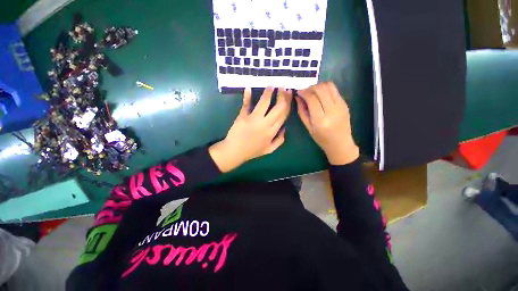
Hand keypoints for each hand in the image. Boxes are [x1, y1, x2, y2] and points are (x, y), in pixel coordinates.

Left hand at [209, 87, 292, 171]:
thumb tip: (285, 128)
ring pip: (264, 103)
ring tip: (271, 86)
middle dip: (282, 95)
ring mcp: (253, 119)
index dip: (288, 103)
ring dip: (268, 92)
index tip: (289, 94)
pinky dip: (247, 96)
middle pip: (278, 107)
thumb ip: (279, 140)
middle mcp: (265, 124)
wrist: (235, 152)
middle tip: (283, 87)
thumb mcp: (269, 150)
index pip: (284, 114)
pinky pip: (246, 104)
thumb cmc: (252, 151)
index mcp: (272, 132)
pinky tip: (248, 88)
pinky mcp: (243, 117)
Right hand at [296, 82, 358, 164]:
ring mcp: (340, 106)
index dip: (304, 92)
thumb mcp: (308, 127)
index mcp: (320, 120)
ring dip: (319, 85)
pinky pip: (334, 90)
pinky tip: (321, 95)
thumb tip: (298, 97)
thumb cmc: (321, 138)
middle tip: (305, 91)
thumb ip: (302, 111)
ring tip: (313, 91)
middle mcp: (332, 111)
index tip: (298, 92)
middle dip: (310, 87)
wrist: (341, 144)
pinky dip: (325, 89)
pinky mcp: (345, 103)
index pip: (312, 99)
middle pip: (321, 89)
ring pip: (329, 86)